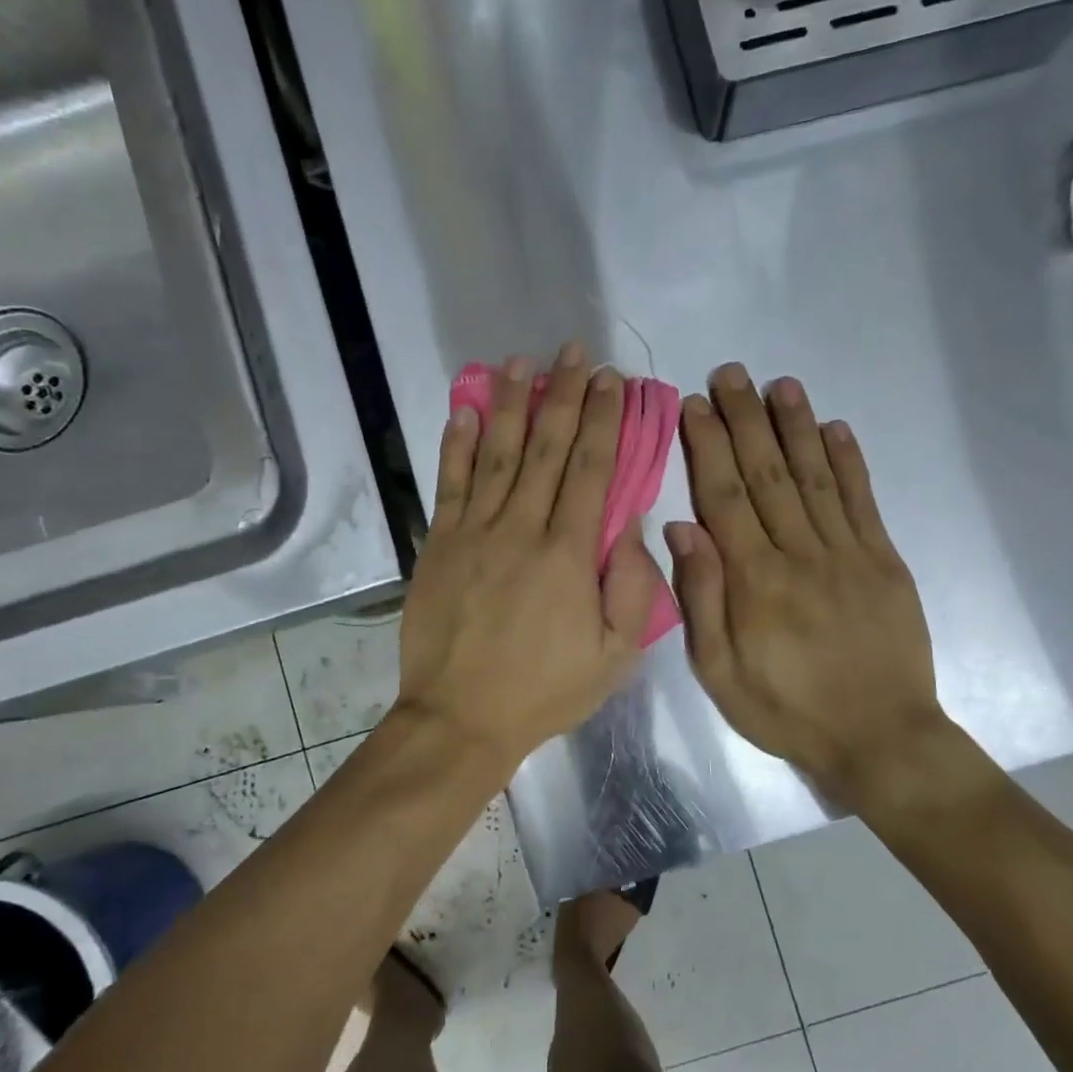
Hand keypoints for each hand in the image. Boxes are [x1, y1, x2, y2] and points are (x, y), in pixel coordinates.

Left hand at [396, 343, 659, 770]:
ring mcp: (474, 533)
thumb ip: (632, 588)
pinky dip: (457, 444)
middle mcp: (522, 529)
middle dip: (564, 396)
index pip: (592, 471)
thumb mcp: (614, 657)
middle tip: (574, 353)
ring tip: (520, 362)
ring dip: (511, 404)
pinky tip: (465, 410)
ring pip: (498, 454)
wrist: (460, 718)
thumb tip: (631, 524)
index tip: (612, 381)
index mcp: (569, 555)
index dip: (604, 421)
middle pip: (547, 449)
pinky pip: (451, 484)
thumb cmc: (544, 691)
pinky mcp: (439, 545)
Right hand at [666, 363, 949, 809]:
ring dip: (796, 426)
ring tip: (779, 384)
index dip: (708, 447)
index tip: (694, 405)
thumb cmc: (787, 711)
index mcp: (755, 582)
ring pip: (815, 477)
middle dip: (746, 420)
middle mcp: (800, 554)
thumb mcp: (720, 673)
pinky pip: (863, 501)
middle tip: (730, 373)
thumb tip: (681, 529)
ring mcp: (848, 553)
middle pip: (767, 474)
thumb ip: (701, 599)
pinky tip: (836, 428)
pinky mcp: (885, 561)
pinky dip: (849, 461)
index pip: (725, 498)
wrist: (880, 737)